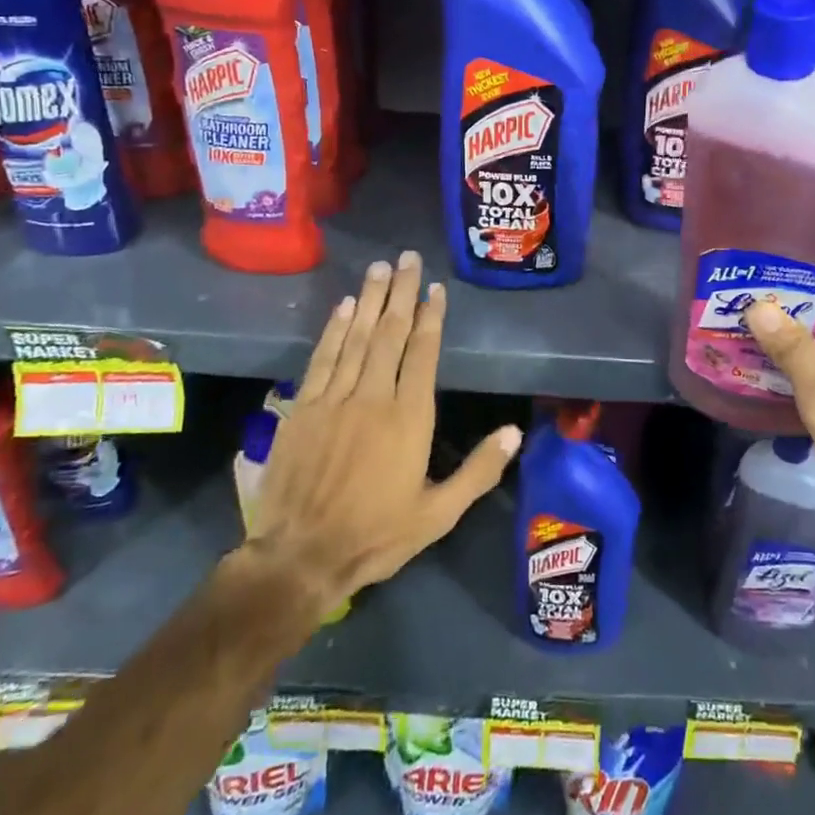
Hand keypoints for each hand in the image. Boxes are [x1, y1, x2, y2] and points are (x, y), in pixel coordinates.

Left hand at [241, 251, 521, 635]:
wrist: (299, 556)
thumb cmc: (376, 535)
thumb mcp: (439, 514)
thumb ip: (478, 471)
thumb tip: (515, 432)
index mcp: (409, 417)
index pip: (422, 353)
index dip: (430, 317)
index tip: (434, 288)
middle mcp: (373, 396)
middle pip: (389, 333)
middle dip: (400, 293)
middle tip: (407, 258)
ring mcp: (334, 399)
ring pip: (356, 337)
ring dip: (369, 300)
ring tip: (379, 268)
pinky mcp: (302, 408)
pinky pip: (322, 358)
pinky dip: (334, 330)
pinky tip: (343, 307)